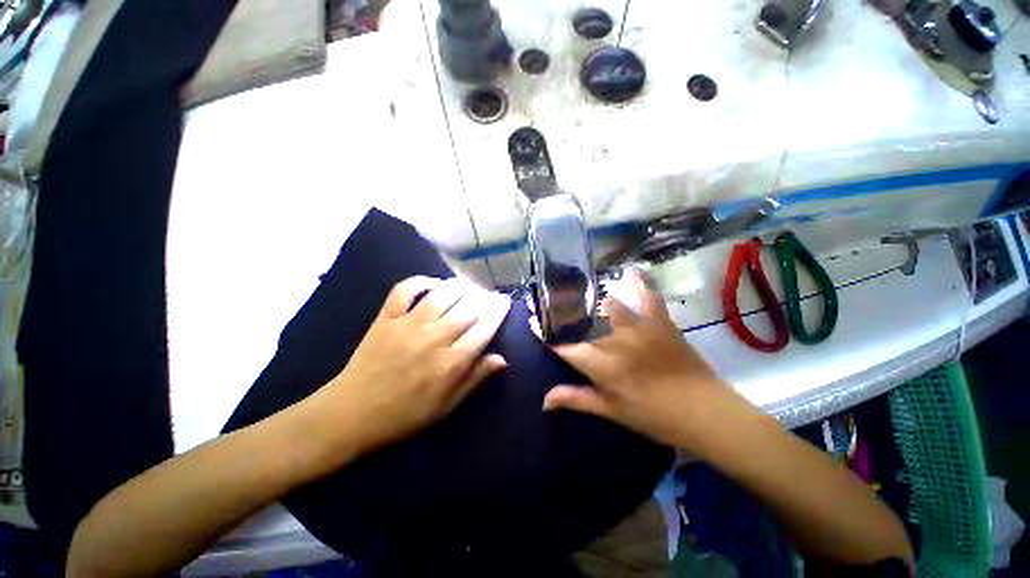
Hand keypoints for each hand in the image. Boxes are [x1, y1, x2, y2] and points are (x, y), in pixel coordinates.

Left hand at [315, 276, 510, 455]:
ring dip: (460, 287)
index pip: (484, 329)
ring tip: (469, 287)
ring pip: (443, 295)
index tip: (505, 302)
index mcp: (451, 363)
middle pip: (468, 309)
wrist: (352, 414)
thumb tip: (501, 358)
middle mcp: (435, 338)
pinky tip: (433, 284)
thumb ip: (475, 379)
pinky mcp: (387, 318)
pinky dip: (421, 282)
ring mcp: (409, 325)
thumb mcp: (446, 406)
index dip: (498, 312)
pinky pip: (405, 290)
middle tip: (491, 294)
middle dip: (485, 298)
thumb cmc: (404, 415)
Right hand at [543, 272, 728, 448]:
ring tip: (586, 302)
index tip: (537, 332)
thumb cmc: (653, 416)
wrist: (704, 411)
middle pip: (584, 325)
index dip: (550, 341)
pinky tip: (631, 272)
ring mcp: (639, 326)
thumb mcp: (611, 411)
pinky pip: (648, 296)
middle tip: (563, 323)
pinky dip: (640, 283)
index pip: (566, 348)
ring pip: (610, 306)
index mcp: (603, 364)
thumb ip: (576, 399)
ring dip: (597, 306)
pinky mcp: (659, 321)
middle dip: (570, 323)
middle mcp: (616, 339)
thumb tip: (544, 400)